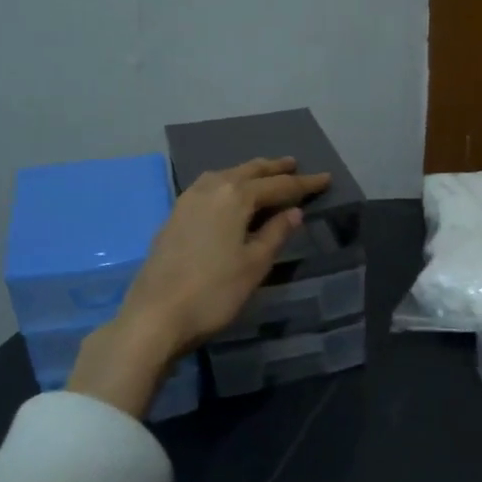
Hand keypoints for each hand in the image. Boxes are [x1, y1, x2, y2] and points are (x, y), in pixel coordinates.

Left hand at [66, 157, 329, 416]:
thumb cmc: (214, 292)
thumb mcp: (254, 265)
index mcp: (235, 197)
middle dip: (274, 169)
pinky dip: (227, 183)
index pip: (278, 185)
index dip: (304, 184)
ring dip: (248, 172)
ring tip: (264, 174)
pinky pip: (208, 187)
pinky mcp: (174, 217)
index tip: (326, 179)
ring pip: (224, 175)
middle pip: (248, 172)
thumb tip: (294, 211)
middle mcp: (210, 189)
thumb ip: (276, 234)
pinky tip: (228, 195)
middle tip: (295, 165)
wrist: (155, 316)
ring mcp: (187, 201)